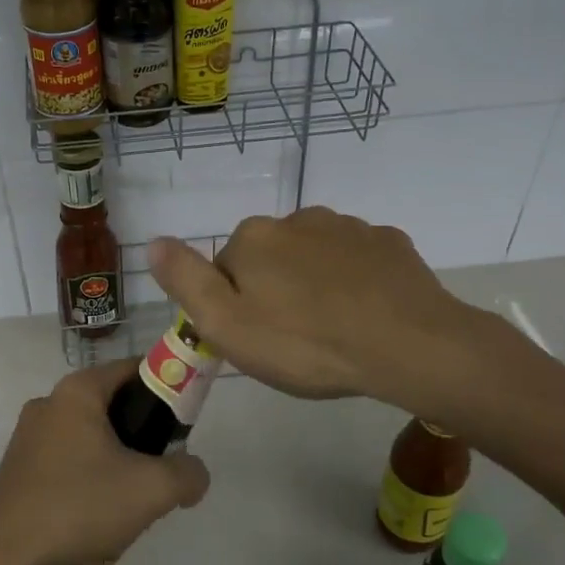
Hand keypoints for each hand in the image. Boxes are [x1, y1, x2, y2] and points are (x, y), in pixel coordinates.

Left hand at [0, 360, 208, 564]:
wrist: (2, 557)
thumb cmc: (78, 506)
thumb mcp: (151, 490)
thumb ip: (188, 474)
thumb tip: (194, 473)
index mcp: (78, 391)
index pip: (134, 368)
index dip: (167, 387)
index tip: (185, 421)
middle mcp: (49, 402)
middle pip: (112, 403)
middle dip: (142, 432)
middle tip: (161, 467)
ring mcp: (28, 436)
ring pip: (90, 435)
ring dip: (115, 459)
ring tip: (129, 500)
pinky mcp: (17, 468)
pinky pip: (66, 459)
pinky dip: (88, 476)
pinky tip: (94, 514)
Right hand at [149, 207, 493, 411]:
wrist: (410, 346)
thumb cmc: (306, 343)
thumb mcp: (227, 325)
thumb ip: (185, 280)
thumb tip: (154, 241)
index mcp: (254, 238)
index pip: (225, 269)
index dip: (235, 307)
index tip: (256, 341)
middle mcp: (298, 219)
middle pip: (270, 259)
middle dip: (274, 292)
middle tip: (293, 342)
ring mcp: (348, 227)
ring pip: (313, 258)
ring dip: (314, 285)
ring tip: (332, 332)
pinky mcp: (389, 243)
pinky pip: (356, 262)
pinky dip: (354, 283)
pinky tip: (365, 317)